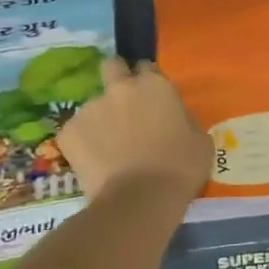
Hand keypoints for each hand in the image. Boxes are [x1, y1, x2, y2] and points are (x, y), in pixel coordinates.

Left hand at [57, 57, 211, 203]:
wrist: (138, 201)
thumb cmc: (178, 170)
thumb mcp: (200, 141)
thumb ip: (185, 119)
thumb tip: (175, 118)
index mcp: (154, 85)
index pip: (146, 67)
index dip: (148, 82)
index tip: (152, 100)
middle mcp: (120, 88)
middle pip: (112, 66)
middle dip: (116, 78)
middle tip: (123, 104)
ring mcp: (91, 108)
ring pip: (94, 104)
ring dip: (101, 118)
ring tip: (108, 147)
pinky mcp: (68, 132)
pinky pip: (76, 131)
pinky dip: (83, 142)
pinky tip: (94, 162)